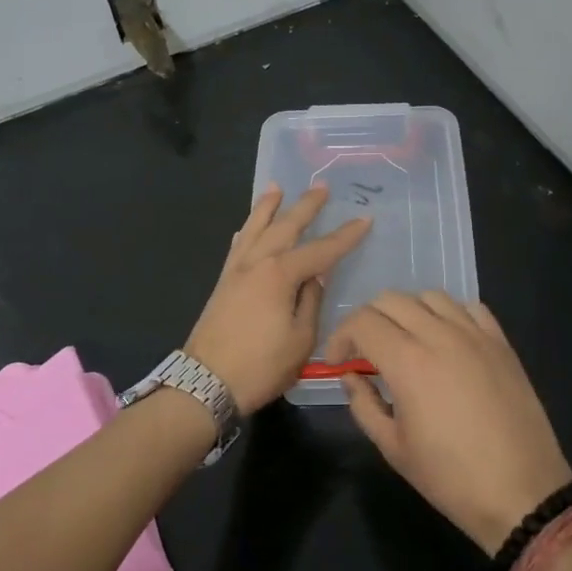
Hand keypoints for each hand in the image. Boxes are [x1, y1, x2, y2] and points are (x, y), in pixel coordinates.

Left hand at [186, 184, 370, 413]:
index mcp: (280, 274)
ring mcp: (235, 271)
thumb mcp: (301, 339)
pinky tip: (247, 227)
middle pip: (285, 227)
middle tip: (321, 187)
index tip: (365, 219)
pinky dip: (245, 232)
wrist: (206, 383)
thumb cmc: (261, 365)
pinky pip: (237, 247)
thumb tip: (315, 277)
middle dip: (305, 206)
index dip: (345, 236)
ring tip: (276, 187)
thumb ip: (311, 302)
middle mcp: (257, 263)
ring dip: (267, 207)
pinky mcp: (222, 283)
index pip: (321, 250)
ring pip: (254, 229)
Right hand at [324, 292, 571, 552]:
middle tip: (365, 351)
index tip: (338, 362)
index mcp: (407, 362)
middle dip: (368, 320)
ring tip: (406, 342)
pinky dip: (448, 314)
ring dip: (407, 312)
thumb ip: (363, 405)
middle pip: (391, 300)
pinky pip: (469, 308)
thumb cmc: (450, 477)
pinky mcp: (501, 342)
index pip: (362, 322)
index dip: (340, 337)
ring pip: (430, 296)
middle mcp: (440, 335)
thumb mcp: (393, 448)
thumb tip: (351, 376)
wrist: (522, 492)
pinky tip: (446, 340)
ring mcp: (475, 335)